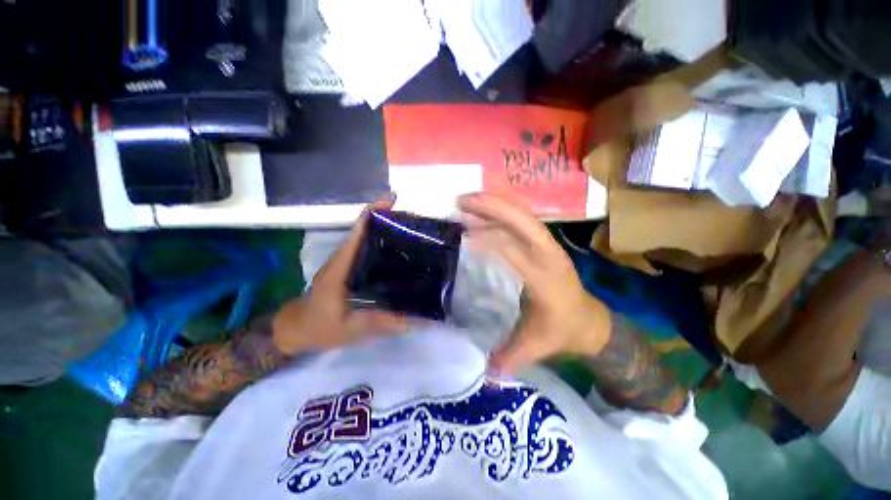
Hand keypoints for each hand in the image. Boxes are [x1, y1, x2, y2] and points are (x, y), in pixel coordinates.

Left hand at [271, 200, 423, 355]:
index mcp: (342, 266)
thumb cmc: (321, 327)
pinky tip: (404, 254)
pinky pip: (369, 249)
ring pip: (368, 238)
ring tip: (417, 235)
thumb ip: (389, 323)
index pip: (358, 231)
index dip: (375, 212)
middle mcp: (345, 258)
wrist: (297, 329)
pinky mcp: (350, 267)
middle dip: (391, 220)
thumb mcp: (355, 328)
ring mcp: (347, 261)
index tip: (396, 201)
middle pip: (367, 229)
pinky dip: (385, 245)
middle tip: (420, 224)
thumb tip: (424, 319)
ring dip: (390, 231)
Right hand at [459, 193, 611, 374]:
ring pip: (522, 214)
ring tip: (467, 199)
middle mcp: (549, 255)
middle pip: (522, 221)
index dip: (489, 239)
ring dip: (495, 203)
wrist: (590, 320)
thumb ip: (510, 357)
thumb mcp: (538, 346)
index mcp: (545, 279)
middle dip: (492, 207)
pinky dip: (501, 210)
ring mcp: (548, 245)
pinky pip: (522, 219)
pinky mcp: (544, 243)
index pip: (515, 251)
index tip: (463, 234)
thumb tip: (483, 372)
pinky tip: (484, 209)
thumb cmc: (563, 331)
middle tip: (461, 201)